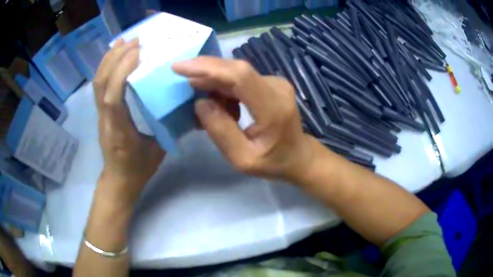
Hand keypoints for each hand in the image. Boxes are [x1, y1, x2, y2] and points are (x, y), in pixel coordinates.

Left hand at [93, 38, 165, 203]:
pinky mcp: (101, 113)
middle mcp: (105, 120)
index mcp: (119, 131)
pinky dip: (105, 68)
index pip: (113, 98)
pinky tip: (114, 57)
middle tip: (134, 42)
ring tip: (122, 42)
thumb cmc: (138, 169)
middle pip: (101, 85)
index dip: (121, 73)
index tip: (137, 53)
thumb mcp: (157, 150)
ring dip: (108, 60)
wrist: (119, 181)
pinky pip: (99, 87)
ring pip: (97, 84)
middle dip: (115, 59)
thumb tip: (180, 103)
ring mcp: (100, 116)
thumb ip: (164, 125)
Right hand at [173, 57, 315, 182]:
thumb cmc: (273, 162)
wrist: (298, 156)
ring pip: (236, 74)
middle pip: (235, 69)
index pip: (239, 76)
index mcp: (273, 108)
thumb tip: (200, 102)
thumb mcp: (242, 159)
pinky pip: (241, 80)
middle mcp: (277, 87)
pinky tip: (219, 106)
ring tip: (203, 107)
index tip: (179, 68)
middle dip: (204, 72)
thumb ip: (220, 131)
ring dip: (213, 85)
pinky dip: (224, 89)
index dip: (207, 67)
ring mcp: (276, 83)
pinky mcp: (271, 83)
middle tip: (183, 84)